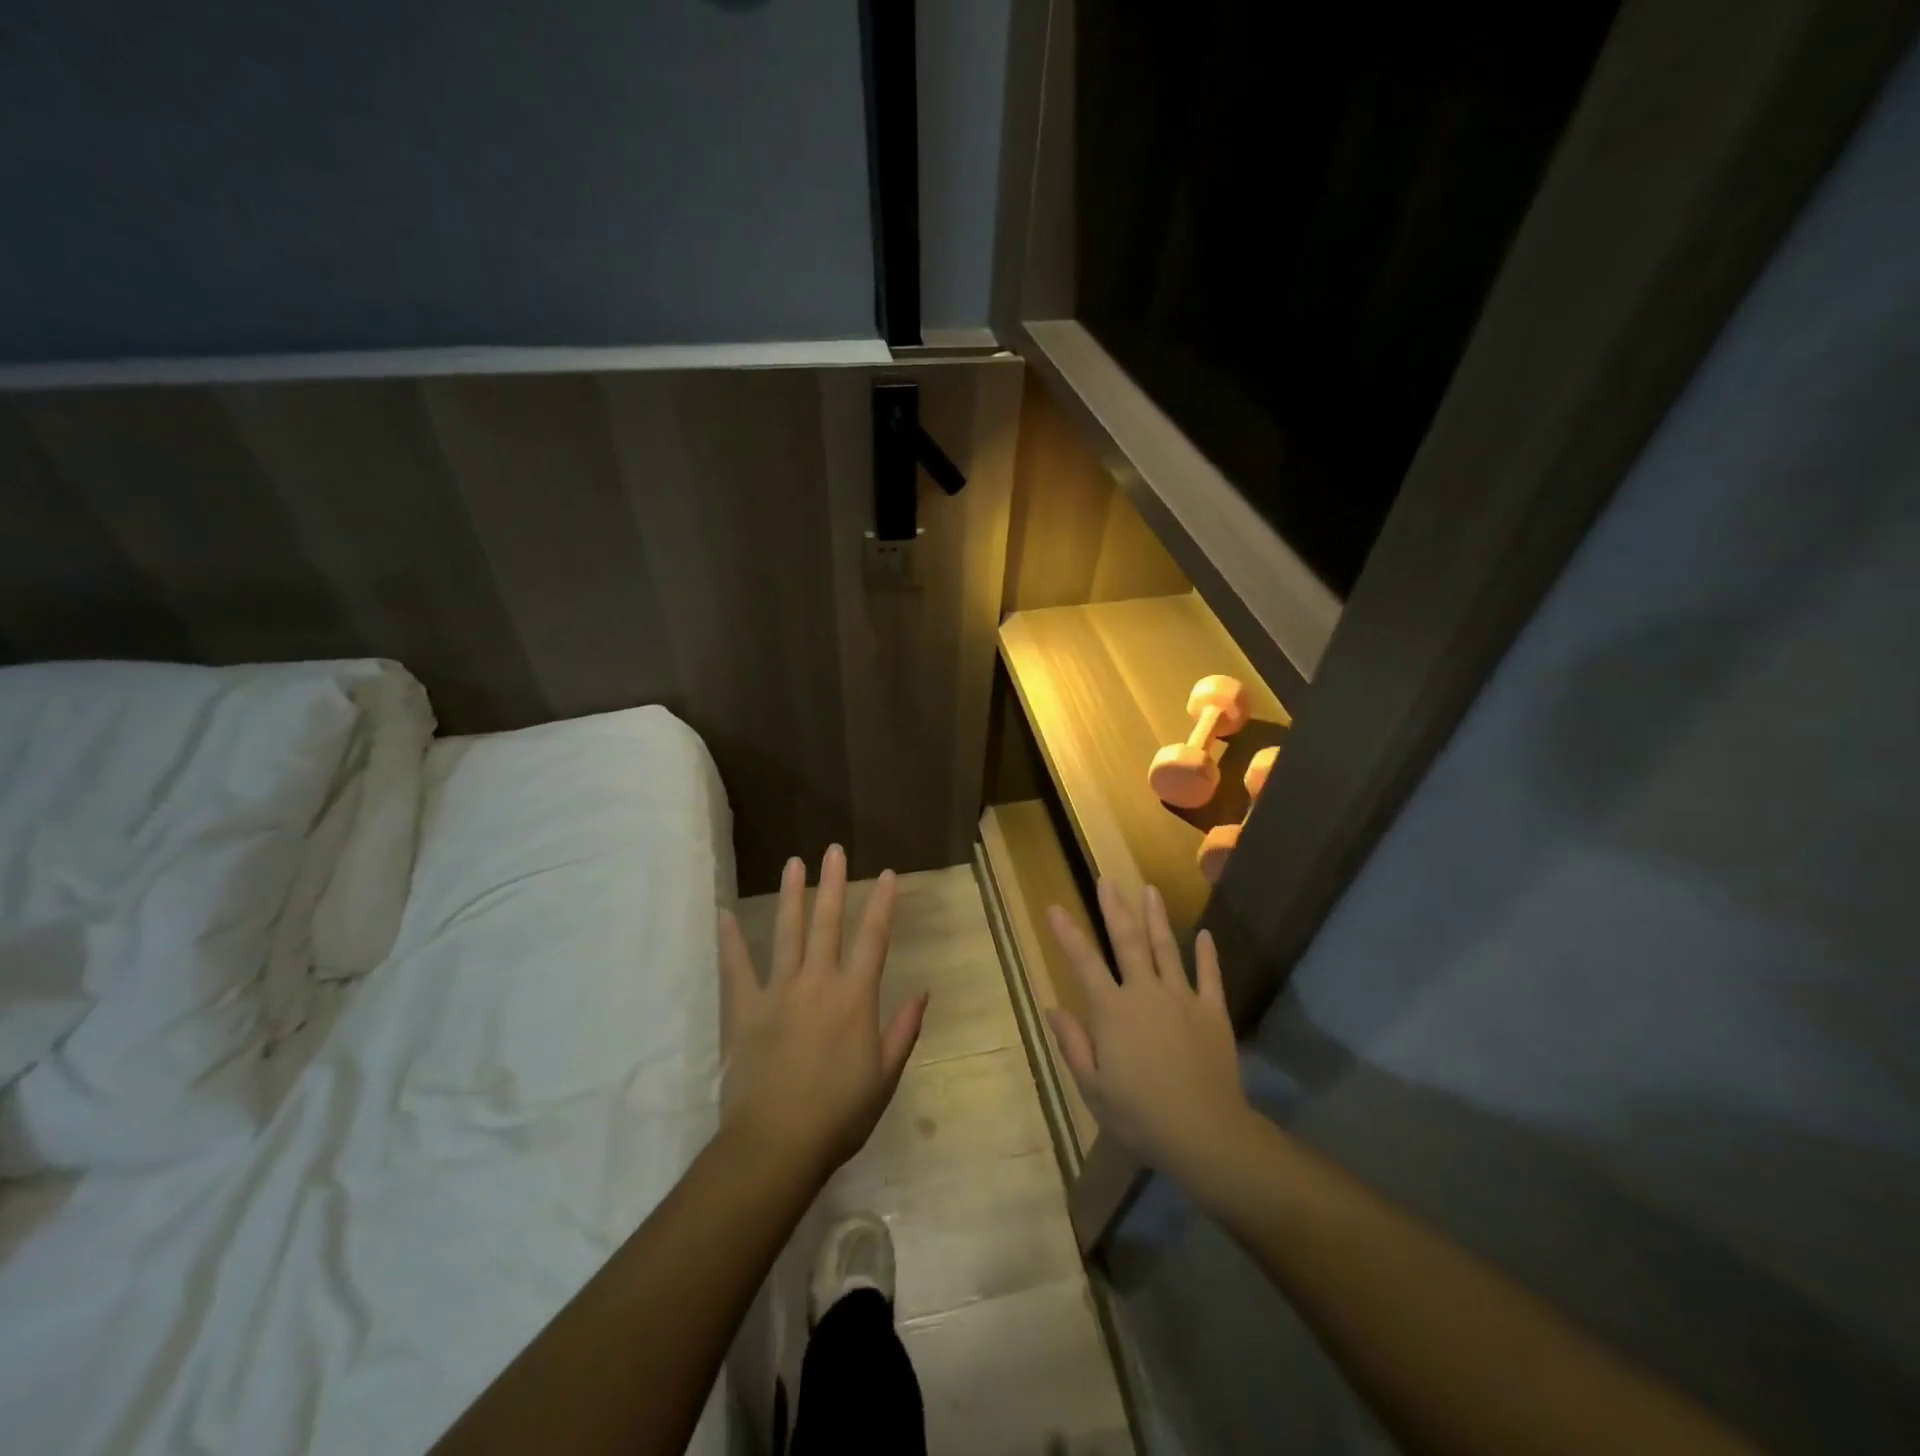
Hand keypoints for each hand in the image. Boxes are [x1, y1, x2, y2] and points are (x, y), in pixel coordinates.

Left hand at [717, 846, 926, 1181]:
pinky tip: (724, 914)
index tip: (886, 874)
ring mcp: (779, 992)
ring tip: (793, 863)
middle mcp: (819, 982)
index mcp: (855, 997)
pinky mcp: (746, 1009)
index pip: (874, 938)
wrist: (777, 1144)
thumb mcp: (885, 1076)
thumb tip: (922, 991)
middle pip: (828, 922)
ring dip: (791, 896)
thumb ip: (904, 1030)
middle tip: (833, 849)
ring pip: (786, 933)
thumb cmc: (840, 1114)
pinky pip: (737, 968)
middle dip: (833, 883)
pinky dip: (731, 940)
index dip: (882, 903)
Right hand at [1045, 881, 1248, 1182]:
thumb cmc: (1140, 1116)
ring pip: (1167, 948)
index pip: (1084, 963)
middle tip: (1107, 881)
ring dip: (1156, 917)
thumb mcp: (1093, 1088)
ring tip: (1150, 890)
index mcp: (1112, 1012)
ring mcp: (1182, 998)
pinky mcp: (1212, 1011)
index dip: (1068, 934)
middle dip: (1115, 909)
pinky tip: (1205, 934)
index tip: (1055, 907)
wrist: (1205, 1133)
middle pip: (1128, 942)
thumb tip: (1054, 1009)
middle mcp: (1145, 993)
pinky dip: (1207, 954)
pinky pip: (1210, 976)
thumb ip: (1073, 1045)